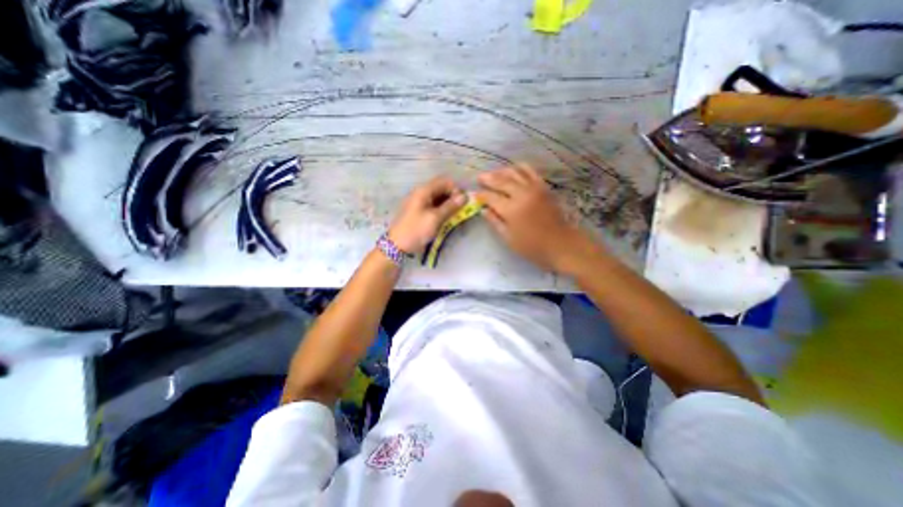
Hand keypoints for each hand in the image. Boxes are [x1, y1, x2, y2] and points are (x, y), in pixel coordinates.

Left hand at [389, 178, 464, 255]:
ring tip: (456, 215)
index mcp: (423, 191)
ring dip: (448, 204)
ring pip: (438, 198)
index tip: (463, 202)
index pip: (444, 181)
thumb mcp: (435, 218)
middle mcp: (421, 193)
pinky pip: (434, 206)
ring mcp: (420, 202)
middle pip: (441, 188)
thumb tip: (464, 196)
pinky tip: (447, 218)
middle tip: (461, 210)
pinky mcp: (419, 212)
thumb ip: (450, 206)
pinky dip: (442, 210)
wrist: (397, 245)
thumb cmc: (416, 230)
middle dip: (453, 197)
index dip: (456, 189)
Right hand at [475, 166, 590, 272]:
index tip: (474, 195)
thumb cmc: (533, 247)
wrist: (561, 244)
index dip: (481, 195)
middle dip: (488, 178)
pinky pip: (530, 171)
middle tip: (479, 178)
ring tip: (493, 173)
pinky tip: (513, 169)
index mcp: (511, 210)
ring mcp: (534, 188)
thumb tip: (483, 210)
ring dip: (501, 171)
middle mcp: (522, 194)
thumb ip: (495, 222)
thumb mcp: (509, 239)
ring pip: (514, 172)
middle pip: (501, 181)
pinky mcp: (544, 187)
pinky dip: (520, 168)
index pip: (491, 197)